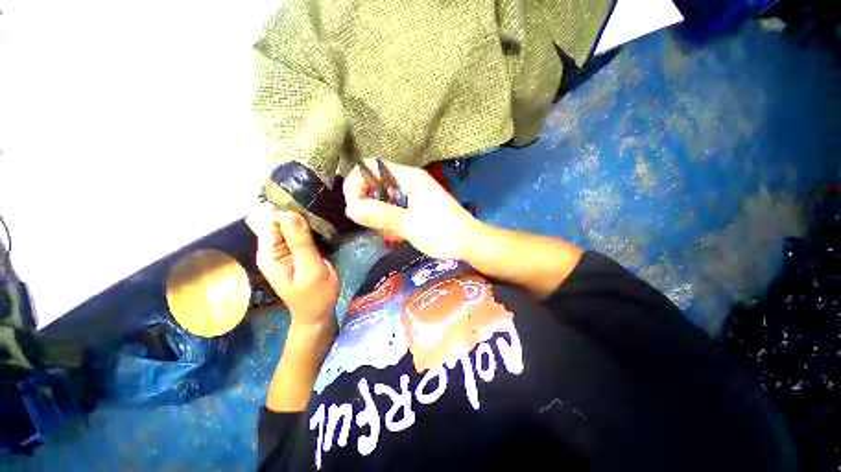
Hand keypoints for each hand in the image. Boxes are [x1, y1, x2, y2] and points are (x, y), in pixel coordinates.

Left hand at [245, 206, 338, 326]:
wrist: (318, 312)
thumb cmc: (316, 295)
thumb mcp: (311, 270)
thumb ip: (301, 244)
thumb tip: (291, 213)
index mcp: (269, 255)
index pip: (270, 222)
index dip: (288, 214)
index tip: (310, 216)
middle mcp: (273, 249)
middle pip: (279, 221)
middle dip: (297, 215)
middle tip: (320, 221)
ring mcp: (285, 250)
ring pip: (291, 225)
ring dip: (306, 221)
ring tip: (324, 224)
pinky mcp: (297, 252)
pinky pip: (300, 233)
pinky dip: (311, 228)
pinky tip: (324, 230)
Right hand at [344, 160, 481, 259]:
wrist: (469, 242)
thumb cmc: (443, 233)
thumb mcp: (410, 225)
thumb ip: (381, 215)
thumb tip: (350, 208)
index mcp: (409, 178)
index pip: (370, 167)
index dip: (356, 185)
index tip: (354, 209)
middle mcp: (410, 180)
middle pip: (375, 181)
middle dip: (366, 202)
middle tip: (370, 224)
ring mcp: (413, 193)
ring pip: (383, 196)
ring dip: (377, 213)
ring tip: (385, 232)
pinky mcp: (416, 205)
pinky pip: (393, 206)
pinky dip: (387, 218)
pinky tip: (393, 233)